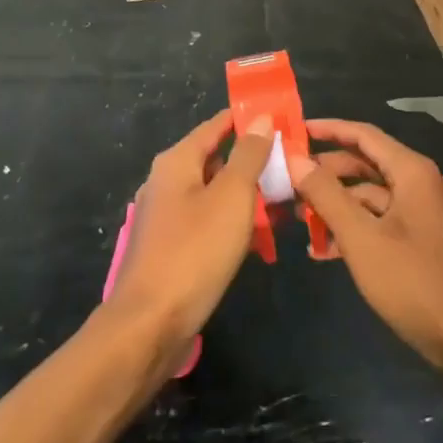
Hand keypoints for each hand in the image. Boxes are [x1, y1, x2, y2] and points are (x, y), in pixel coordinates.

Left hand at [105, 110, 271, 367]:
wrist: (150, 324)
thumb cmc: (194, 251)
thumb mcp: (232, 196)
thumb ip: (248, 155)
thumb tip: (260, 118)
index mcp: (177, 161)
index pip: (216, 125)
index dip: (248, 120)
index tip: (281, 118)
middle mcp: (167, 181)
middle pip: (216, 159)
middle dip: (253, 161)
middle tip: (292, 165)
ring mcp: (166, 216)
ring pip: (215, 193)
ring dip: (247, 195)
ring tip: (285, 201)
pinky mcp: (171, 247)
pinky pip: (208, 221)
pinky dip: (232, 222)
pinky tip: (260, 237)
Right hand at [297, 119, 442, 378]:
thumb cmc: (414, 282)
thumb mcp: (362, 238)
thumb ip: (326, 195)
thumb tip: (295, 158)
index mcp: (411, 171)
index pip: (363, 134)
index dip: (328, 129)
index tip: (294, 131)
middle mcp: (419, 183)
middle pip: (365, 163)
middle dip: (326, 173)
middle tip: (288, 181)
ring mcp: (422, 213)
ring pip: (370, 196)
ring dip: (336, 206)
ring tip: (299, 220)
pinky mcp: (421, 240)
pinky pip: (380, 221)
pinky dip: (354, 229)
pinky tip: (324, 251)